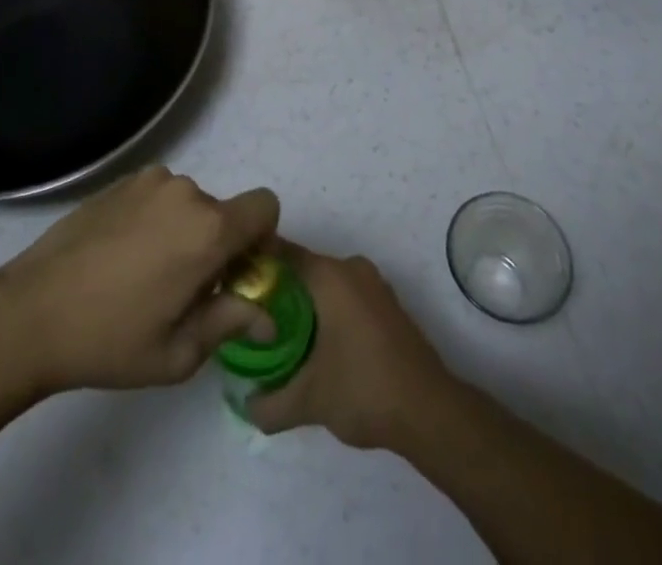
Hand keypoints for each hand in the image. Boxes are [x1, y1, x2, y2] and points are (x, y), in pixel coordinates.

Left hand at [0, 166, 279, 394]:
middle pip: (223, 212)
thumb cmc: (110, 340)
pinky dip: (153, 220)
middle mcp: (186, 192)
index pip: (265, 206)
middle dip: (216, 245)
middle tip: (183, 290)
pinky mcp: (119, 182)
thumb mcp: (178, 353)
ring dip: (182, 231)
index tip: (237, 272)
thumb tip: (266, 314)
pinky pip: (156, 197)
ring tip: (144, 274)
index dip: (261, 237)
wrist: (31, 312)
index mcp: (208, 229)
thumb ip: (231, 322)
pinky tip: (120, 257)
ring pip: (187, 205)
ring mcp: (149, 181)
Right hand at [247, 243, 452, 450]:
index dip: (254, 265)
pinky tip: (314, 343)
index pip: (280, 252)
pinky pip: (344, 294)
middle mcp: (350, 267)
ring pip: (324, 282)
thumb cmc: (364, 389)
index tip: (232, 287)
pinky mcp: (385, 303)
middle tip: (250, 318)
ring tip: (277, 334)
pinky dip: (325, 310)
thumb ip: (268, 403)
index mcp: (329, 274)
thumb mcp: (308, 401)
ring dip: (302, 302)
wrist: (429, 409)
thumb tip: (243, 403)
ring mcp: (372, 283)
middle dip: (275, 289)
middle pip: (301, 267)